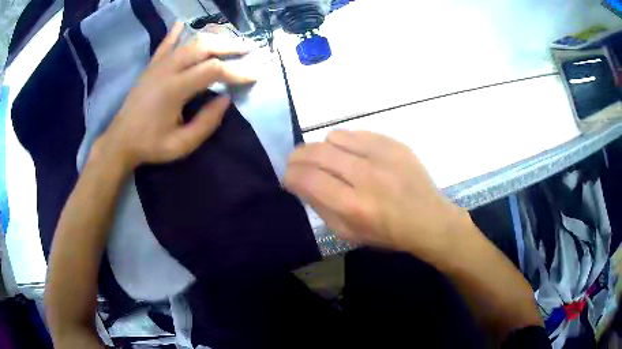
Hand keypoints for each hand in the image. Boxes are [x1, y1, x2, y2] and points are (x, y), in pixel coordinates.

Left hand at [99, 22, 255, 167]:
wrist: (120, 141)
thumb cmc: (150, 145)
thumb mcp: (181, 144)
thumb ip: (206, 123)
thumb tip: (226, 100)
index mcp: (175, 89)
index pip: (213, 70)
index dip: (237, 70)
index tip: (256, 73)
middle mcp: (167, 69)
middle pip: (203, 47)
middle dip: (229, 46)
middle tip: (249, 48)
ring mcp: (158, 65)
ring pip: (189, 42)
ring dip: (212, 39)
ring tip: (229, 41)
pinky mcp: (151, 67)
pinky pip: (165, 44)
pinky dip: (175, 33)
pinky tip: (182, 23)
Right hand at [285, 130, 470, 254]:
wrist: (428, 219)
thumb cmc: (387, 233)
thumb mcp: (348, 234)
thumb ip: (320, 207)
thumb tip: (301, 183)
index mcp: (353, 206)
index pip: (307, 179)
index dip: (290, 175)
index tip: (289, 177)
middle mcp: (365, 176)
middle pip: (316, 152)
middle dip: (297, 157)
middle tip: (298, 164)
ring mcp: (382, 155)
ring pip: (333, 137)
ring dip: (324, 149)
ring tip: (331, 161)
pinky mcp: (393, 143)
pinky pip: (356, 133)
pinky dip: (347, 143)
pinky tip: (353, 155)